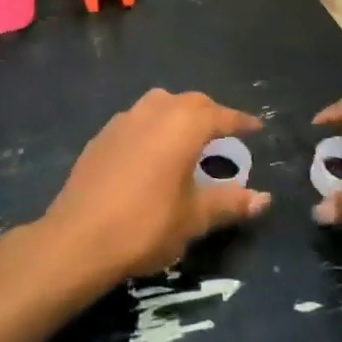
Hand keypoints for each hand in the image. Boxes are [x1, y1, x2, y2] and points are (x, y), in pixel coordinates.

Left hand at [38, 90, 269, 288]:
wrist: (77, 239)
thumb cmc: (146, 224)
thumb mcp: (194, 217)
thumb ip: (230, 202)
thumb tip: (263, 198)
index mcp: (183, 124)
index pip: (221, 115)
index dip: (241, 121)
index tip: (257, 127)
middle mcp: (155, 111)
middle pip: (191, 102)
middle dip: (211, 113)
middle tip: (225, 133)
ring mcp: (124, 120)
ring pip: (160, 104)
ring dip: (179, 114)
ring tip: (188, 137)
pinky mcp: (102, 136)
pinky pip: (137, 120)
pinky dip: (153, 126)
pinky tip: (152, 151)